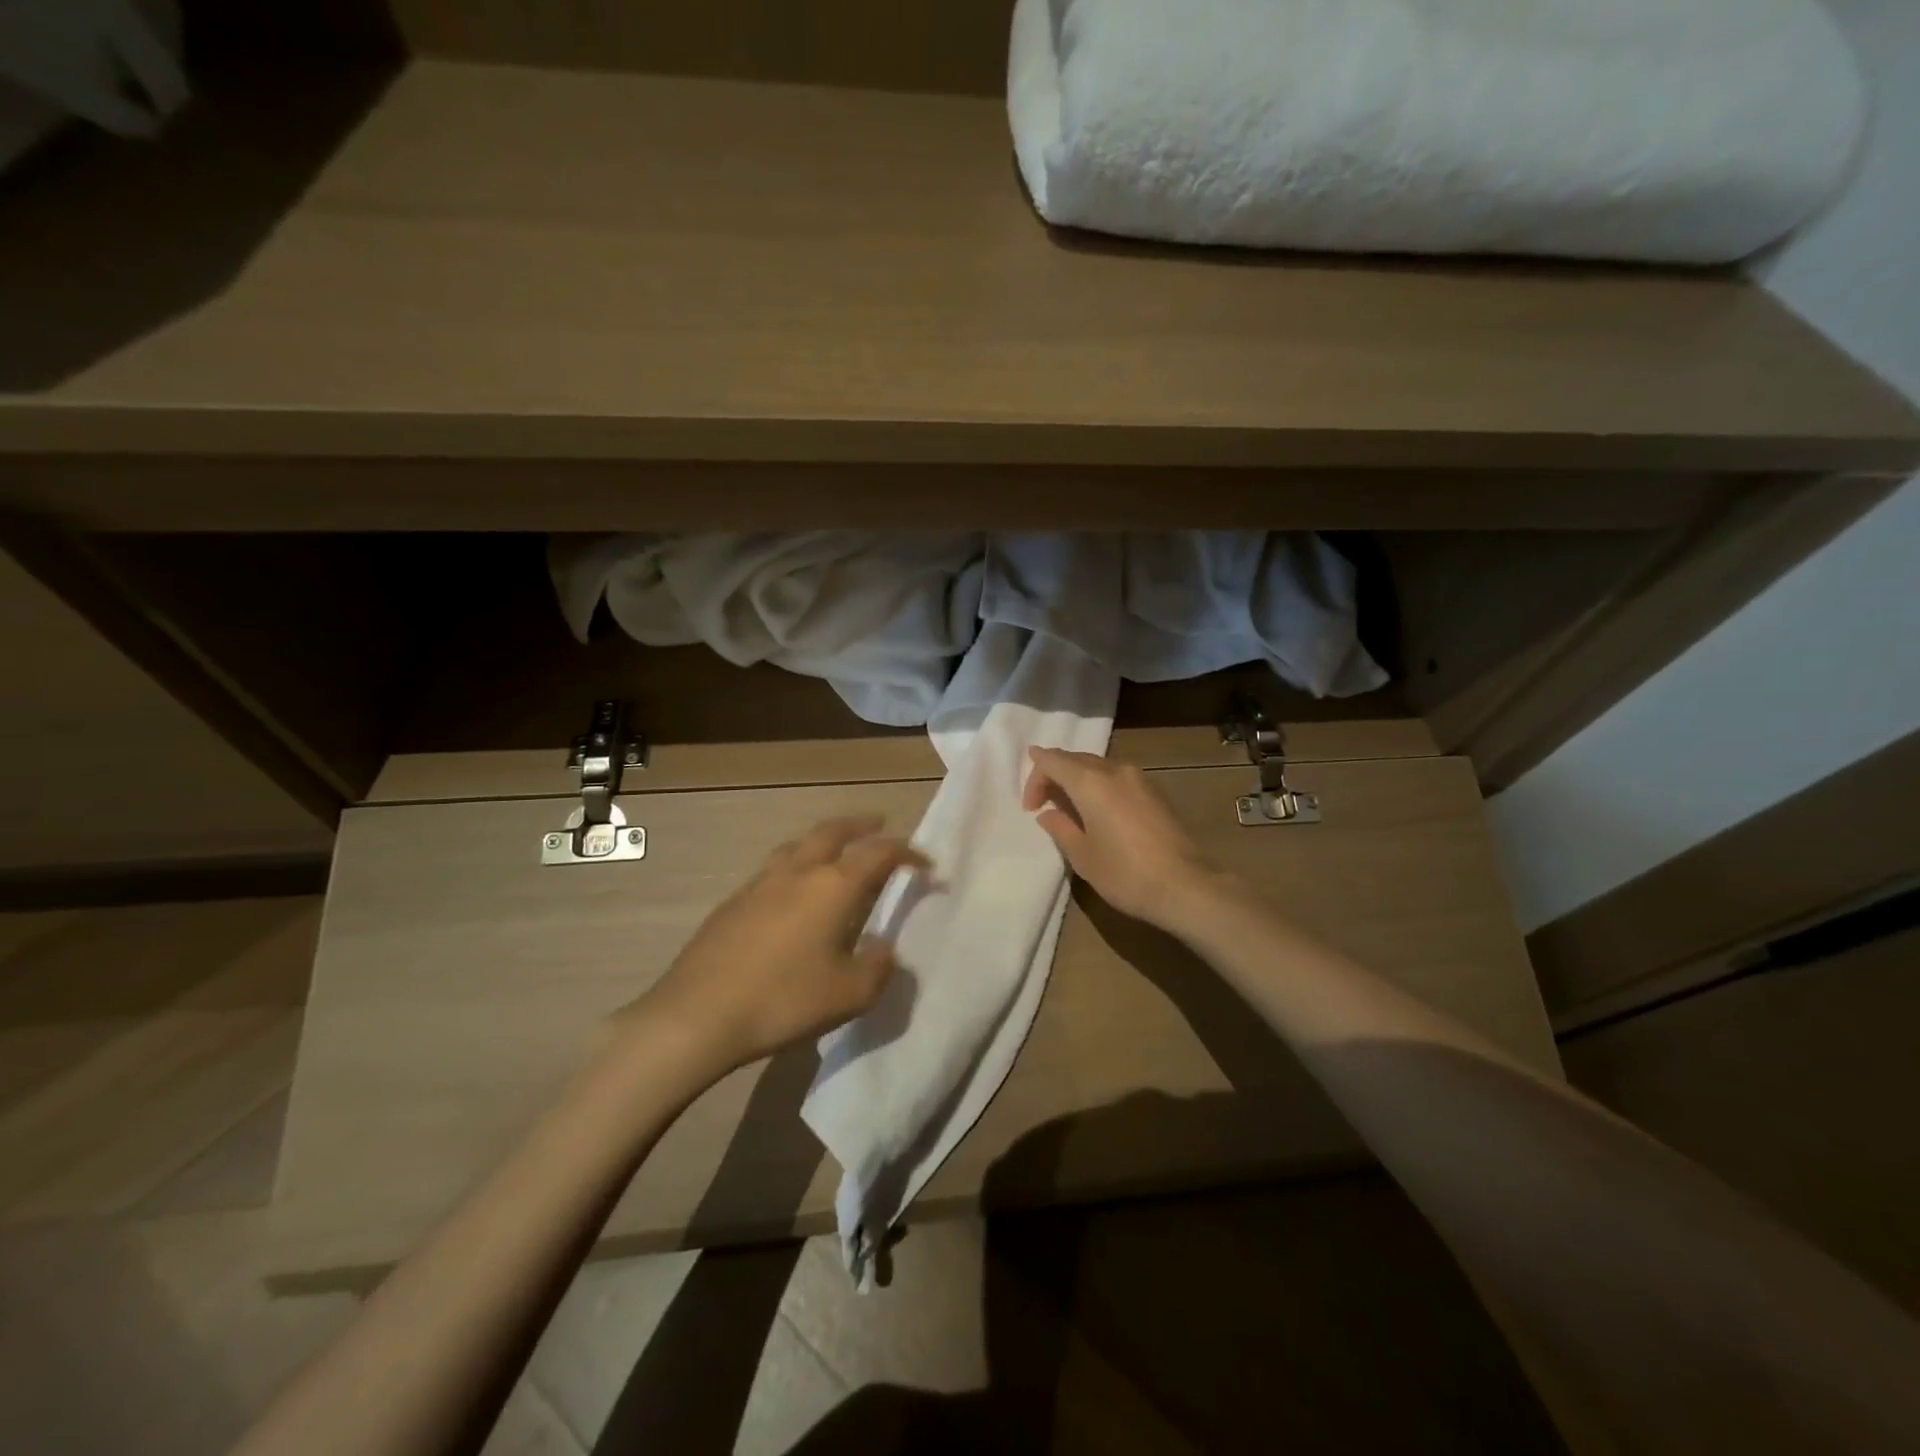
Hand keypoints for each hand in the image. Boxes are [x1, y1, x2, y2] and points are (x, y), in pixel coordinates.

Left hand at [635, 816, 926, 1072]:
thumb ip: (878, 967)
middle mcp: (798, 872)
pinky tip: (791, 894)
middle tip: (878, 823)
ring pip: (798, 845)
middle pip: (833, 831)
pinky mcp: (733, 902)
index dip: (906, 852)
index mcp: (833, 886)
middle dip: (860, 825)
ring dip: (823, 840)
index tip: (924, 863)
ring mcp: (760, 883)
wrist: (697, 1015)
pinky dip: (795, 865)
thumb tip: (883, 948)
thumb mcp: (849, 995)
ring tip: (834, 852)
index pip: (879, 853)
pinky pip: (774, 869)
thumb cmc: (783, 1000)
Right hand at [1023, 747, 1228, 929]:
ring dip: (1078, 781)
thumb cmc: (1125, 873)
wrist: (1186, 886)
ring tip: (1070, 810)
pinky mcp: (1156, 793)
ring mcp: (1140, 779)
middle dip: (1054, 776)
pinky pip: (1118, 779)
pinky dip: (1100, 787)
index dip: (1034, 778)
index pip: (1052, 760)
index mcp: (1091, 782)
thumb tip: (1049, 814)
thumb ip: (1061, 828)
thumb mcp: (1082, 856)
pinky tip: (1099, 813)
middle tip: (1043, 805)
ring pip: (1099, 767)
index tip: (1031, 808)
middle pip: (1076, 759)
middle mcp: (1116, 771)